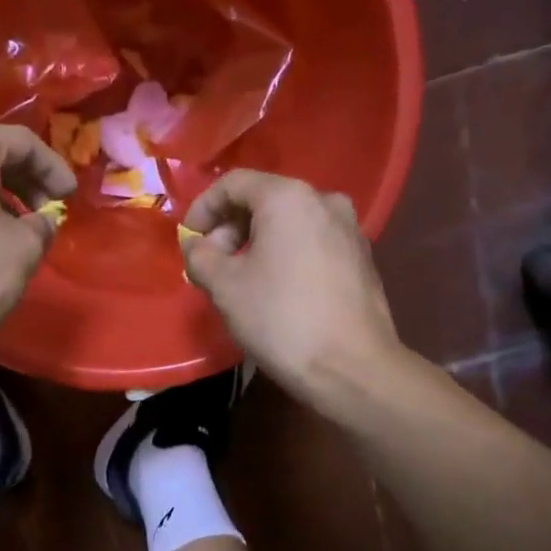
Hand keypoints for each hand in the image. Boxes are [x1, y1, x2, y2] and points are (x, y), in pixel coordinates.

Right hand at [180, 170, 402, 403]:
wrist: (351, 368)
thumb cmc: (281, 318)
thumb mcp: (224, 286)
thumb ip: (200, 257)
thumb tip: (197, 247)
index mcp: (288, 197)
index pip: (233, 183)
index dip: (202, 208)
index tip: (188, 240)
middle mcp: (324, 200)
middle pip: (263, 199)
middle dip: (230, 228)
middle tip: (211, 264)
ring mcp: (349, 229)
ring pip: (289, 223)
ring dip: (256, 243)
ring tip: (238, 279)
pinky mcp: (361, 258)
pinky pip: (311, 242)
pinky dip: (285, 254)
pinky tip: (274, 289)